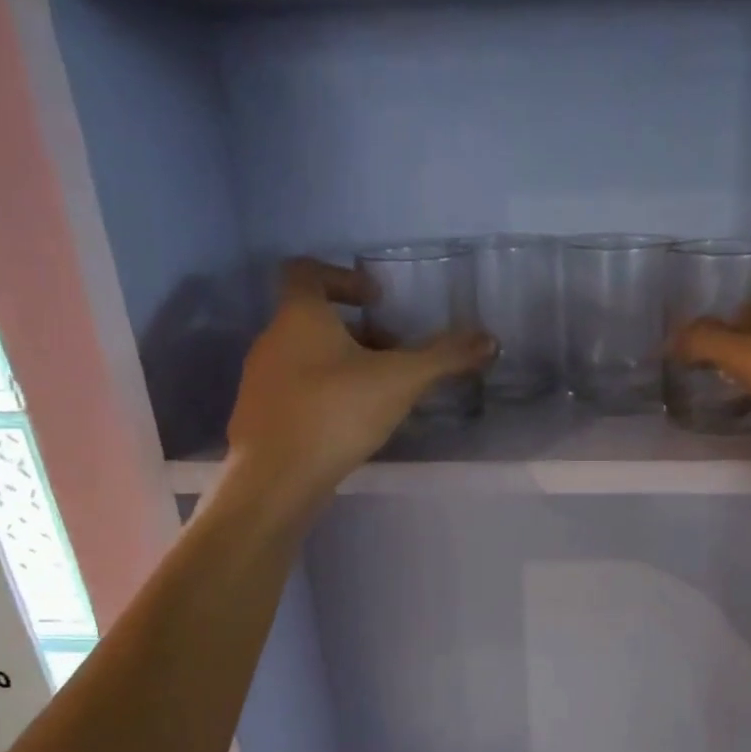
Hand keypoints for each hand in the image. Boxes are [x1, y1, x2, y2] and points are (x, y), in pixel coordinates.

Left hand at [224, 258, 492, 514]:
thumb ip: (445, 357)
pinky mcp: (260, 417)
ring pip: (306, 357)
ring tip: (380, 394)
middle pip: (314, 320)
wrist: (276, 479)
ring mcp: (261, 380)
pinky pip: (297, 391)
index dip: (343, 278)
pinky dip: (325, 394)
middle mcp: (271, 339)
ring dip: (343, 365)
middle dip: (359, 333)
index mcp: (299, 316)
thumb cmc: (336, 414)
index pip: (307, 271)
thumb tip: (490, 339)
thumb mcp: (401, 380)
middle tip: (395, 356)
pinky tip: (351, 425)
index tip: (377, 301)